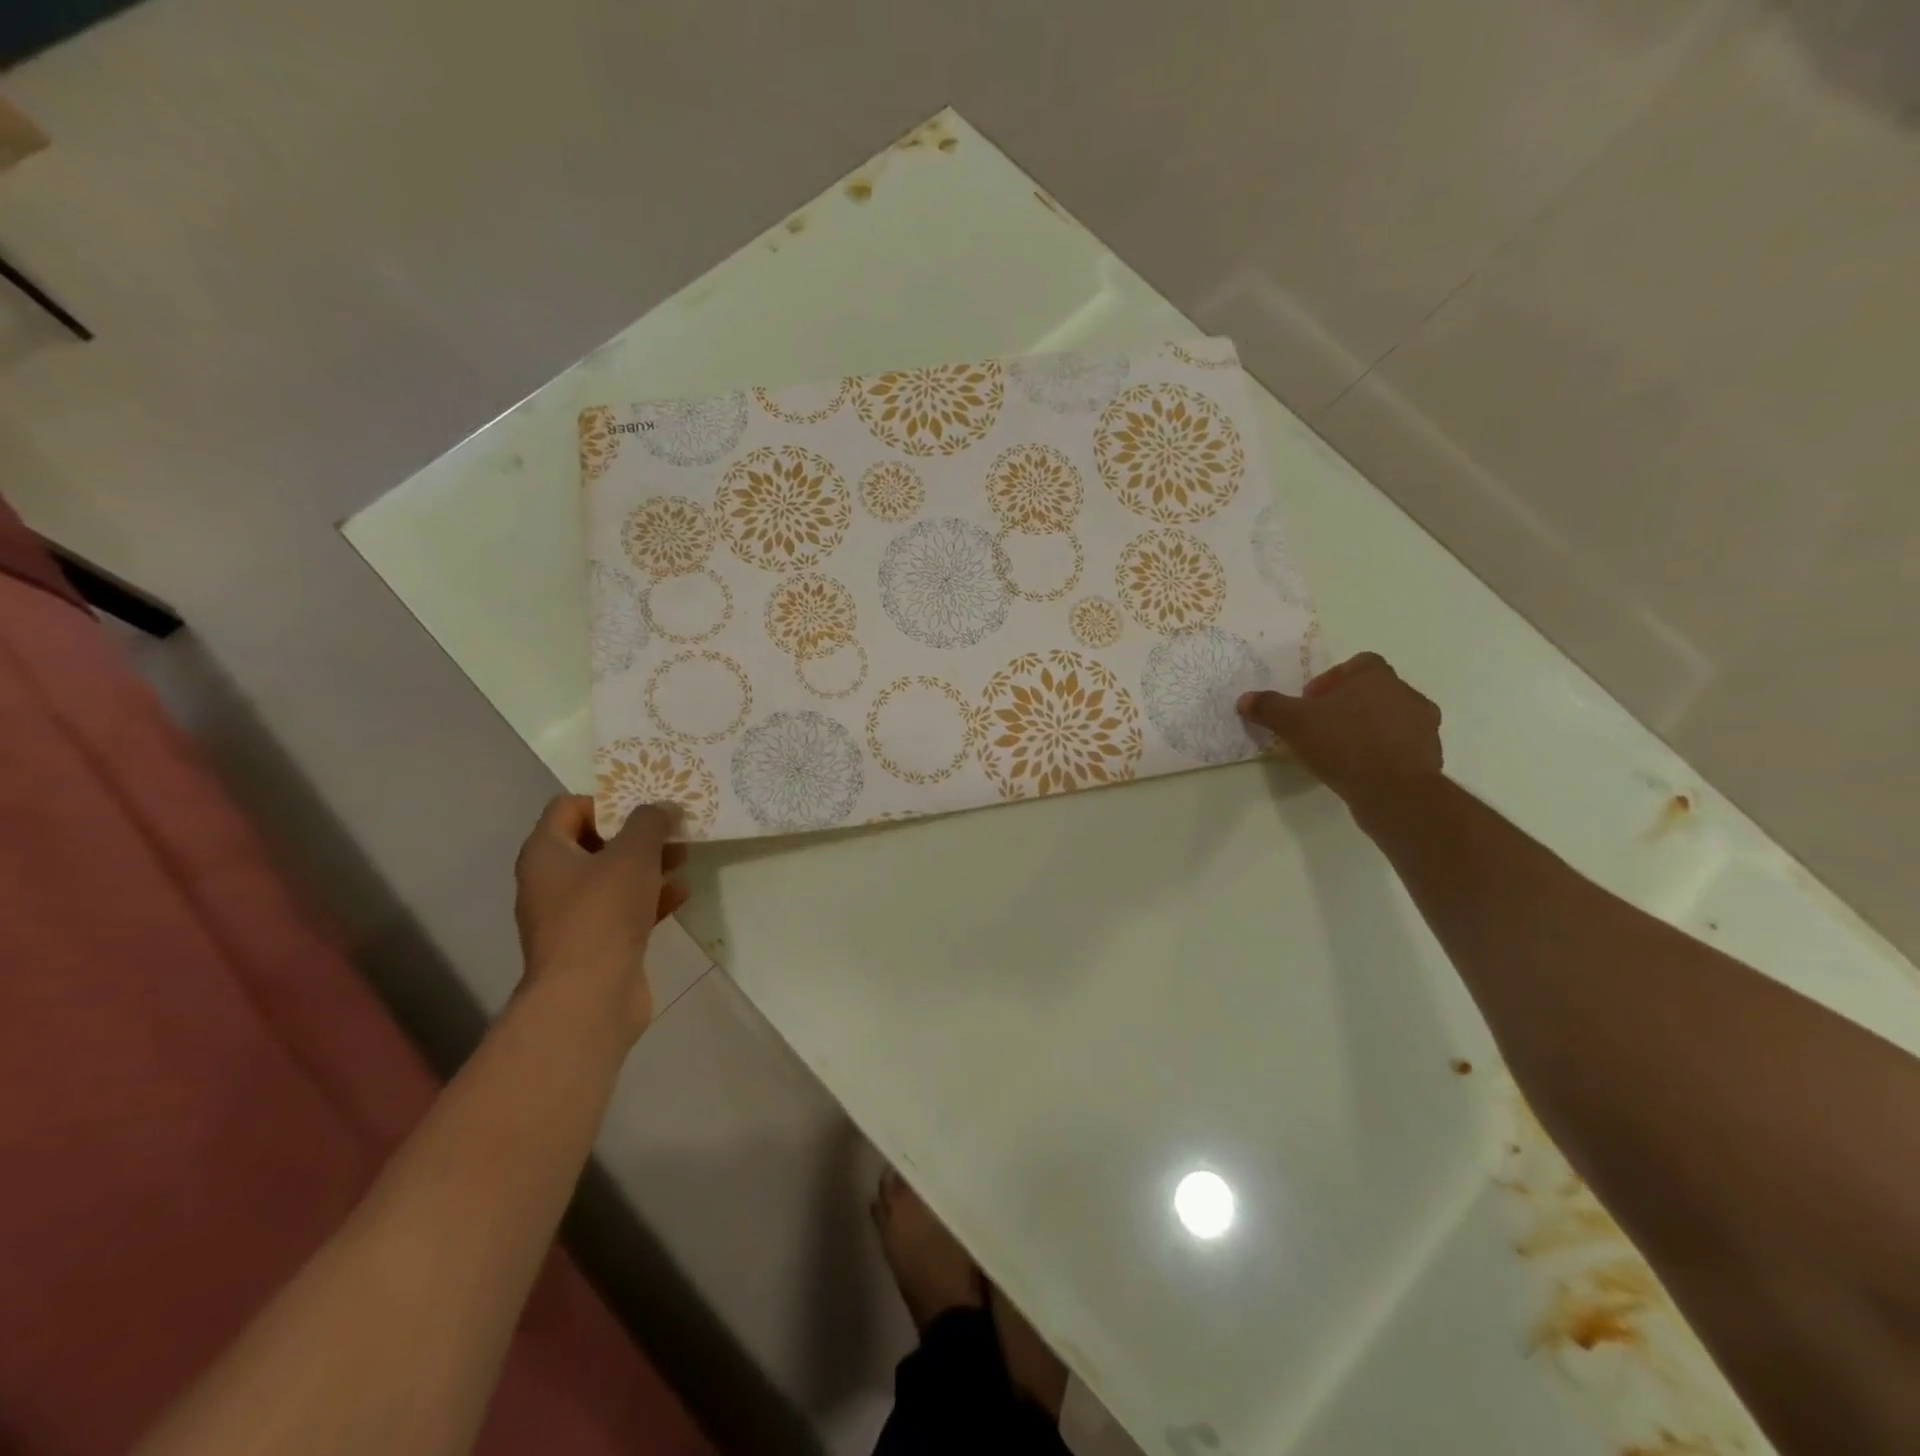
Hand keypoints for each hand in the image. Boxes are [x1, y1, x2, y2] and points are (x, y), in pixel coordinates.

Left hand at [512, 795, 686, 1039]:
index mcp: (546, 853)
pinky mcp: (594, 943)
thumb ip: (650, 822)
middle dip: (637, 834)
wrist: (589, 996)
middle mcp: (550, 881)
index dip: (608, 799)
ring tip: (684, 857)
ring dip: (648, 865)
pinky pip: (623, 909)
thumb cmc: (603, 913)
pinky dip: (650, 898)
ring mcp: (571, 916)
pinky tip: (682, 893)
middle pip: (595, 841)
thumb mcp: (633, 854)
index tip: (646, 805)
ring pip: (613, 877)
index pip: (569, 807)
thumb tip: (664, 806)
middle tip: (673, 828)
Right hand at [1238, 652, 1442, 817]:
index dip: (1332, 679)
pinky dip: (1382, 752)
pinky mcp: (1429, 755)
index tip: (1312, 702)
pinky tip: (1360, 769)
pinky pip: (1400, 745)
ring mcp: (1423, 725)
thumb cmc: (1343, 744)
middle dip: (1347, 704)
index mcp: (1376, 676)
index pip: (1357, 664)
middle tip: (1321, 726)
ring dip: (1366, 727)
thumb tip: (1245, 699)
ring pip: (1389, 717)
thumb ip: (1269, 707)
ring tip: (1340, 750)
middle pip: (1373, 690)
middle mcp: (1406, 693)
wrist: (1394, 791)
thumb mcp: (1294, 723)